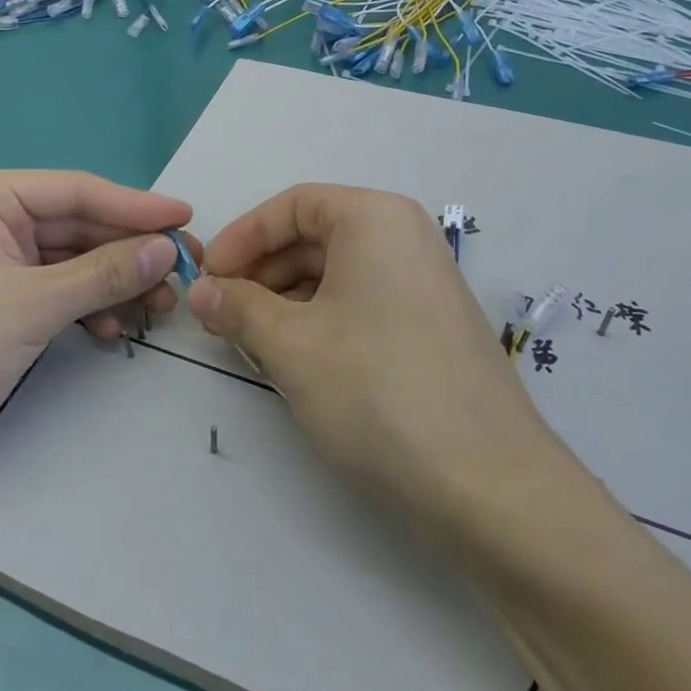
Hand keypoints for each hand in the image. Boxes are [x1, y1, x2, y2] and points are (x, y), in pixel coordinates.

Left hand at [0, 170, 195, 473]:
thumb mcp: (34, 304)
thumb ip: (105, 272)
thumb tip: (168, 249)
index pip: (77, 191)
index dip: (136, 206)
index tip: (187, 217)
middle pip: (78, 226)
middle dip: (129, 252)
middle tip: (184, 271)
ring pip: (72, 260)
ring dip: (114, 283)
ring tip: (157, 308)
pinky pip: (57, 289)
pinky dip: (87, 306)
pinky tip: (111, 329)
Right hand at [187, 183, 560, 524]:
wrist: (489, 485)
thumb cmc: (377, 392)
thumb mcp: (291, 346)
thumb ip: (237, 308)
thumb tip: (201, 292)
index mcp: (375, 219)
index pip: (292, 205)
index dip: (241, 237)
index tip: (207, 278)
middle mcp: (405, 237)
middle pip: (314, 237)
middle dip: (261, 273)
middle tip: (221, 316)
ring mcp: (424, 282)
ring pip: (336, 274)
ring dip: (285, 302)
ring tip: (252, 344)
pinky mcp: (431, 325)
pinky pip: (362, 303)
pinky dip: (320, 321)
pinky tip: (296, 360)